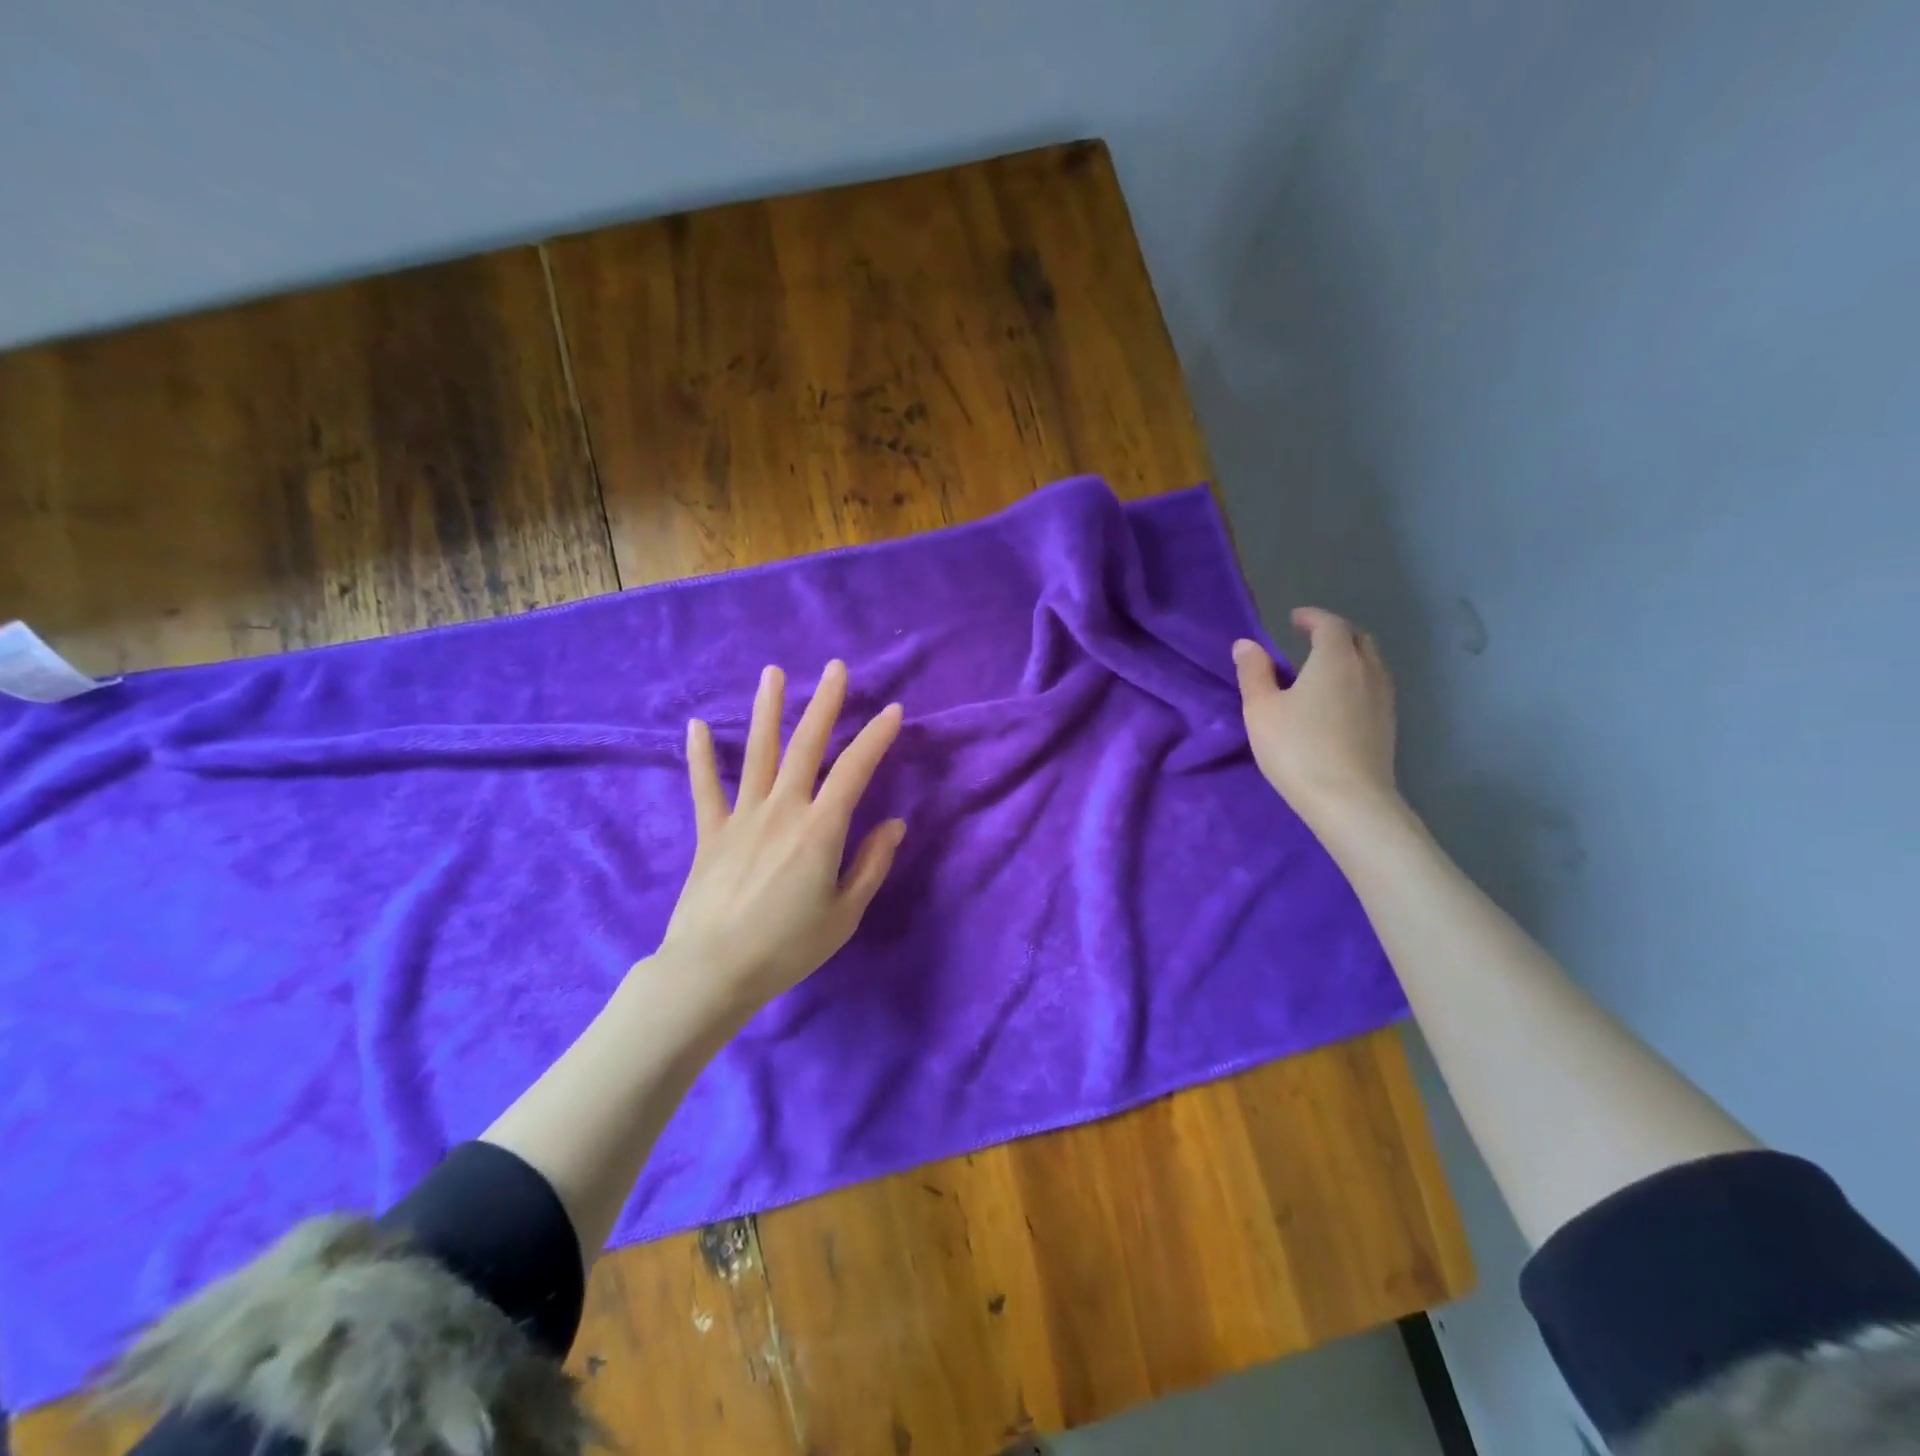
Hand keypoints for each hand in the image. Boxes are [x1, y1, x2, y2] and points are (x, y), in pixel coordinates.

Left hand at [655, 660, 905, 1020]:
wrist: (714, 971)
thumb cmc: (788, 947)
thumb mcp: (845, 914)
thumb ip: (871, 864)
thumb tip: (894, 824)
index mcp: (820, 828)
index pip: (855, 770)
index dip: (876, 737)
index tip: (892, 710)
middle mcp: (782, 809)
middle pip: (806, 746)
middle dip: (824, 704)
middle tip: (836, 668)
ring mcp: (742, 816)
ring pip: (758, 753)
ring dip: (767, 711)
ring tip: (773, 673)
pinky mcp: (711, 832)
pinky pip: (705, 788)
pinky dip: (700, 757)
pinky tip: (695, 726)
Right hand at [1233, 608, 1398, 824]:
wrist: (1349, 801)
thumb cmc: (1297, 748)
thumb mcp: (1261, 709)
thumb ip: (1253, 673)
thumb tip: (1246, 644)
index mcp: (1335, 659)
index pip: (1329, 624)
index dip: (1312, 618)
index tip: (1295, 619)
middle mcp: (1367, 671)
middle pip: (1357, 640)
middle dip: (1335, 634)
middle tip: (1310, 640)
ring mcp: (1383, 699)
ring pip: (1371, 664)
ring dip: (1350, 657)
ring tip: (1324, 670)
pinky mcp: (1388, 726)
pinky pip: (1374, 688)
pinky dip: (1357, 681)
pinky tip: (1339, 702)